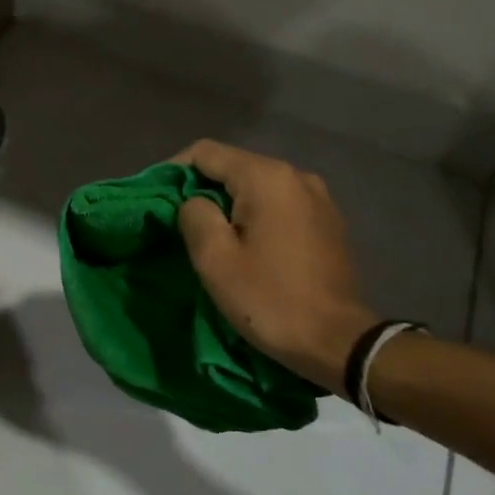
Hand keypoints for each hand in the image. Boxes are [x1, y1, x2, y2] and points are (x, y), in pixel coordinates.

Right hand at [174, 140, 376, 392]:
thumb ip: (194, 215)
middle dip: (201, 187)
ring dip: (228, 203)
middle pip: (233, 166)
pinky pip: (279, 204)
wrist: (338, 342)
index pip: (206, 152)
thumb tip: (195, 202)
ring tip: (210, 234)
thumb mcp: (214, 259)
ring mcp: (318, 197)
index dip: (173, 169)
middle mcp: (296, 176)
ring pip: (257, 186)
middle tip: (177, 221)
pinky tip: (246, 243)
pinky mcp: (328, 221)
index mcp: (267, 178)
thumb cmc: (270, 299)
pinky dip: (255, 214)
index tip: (156, 198)